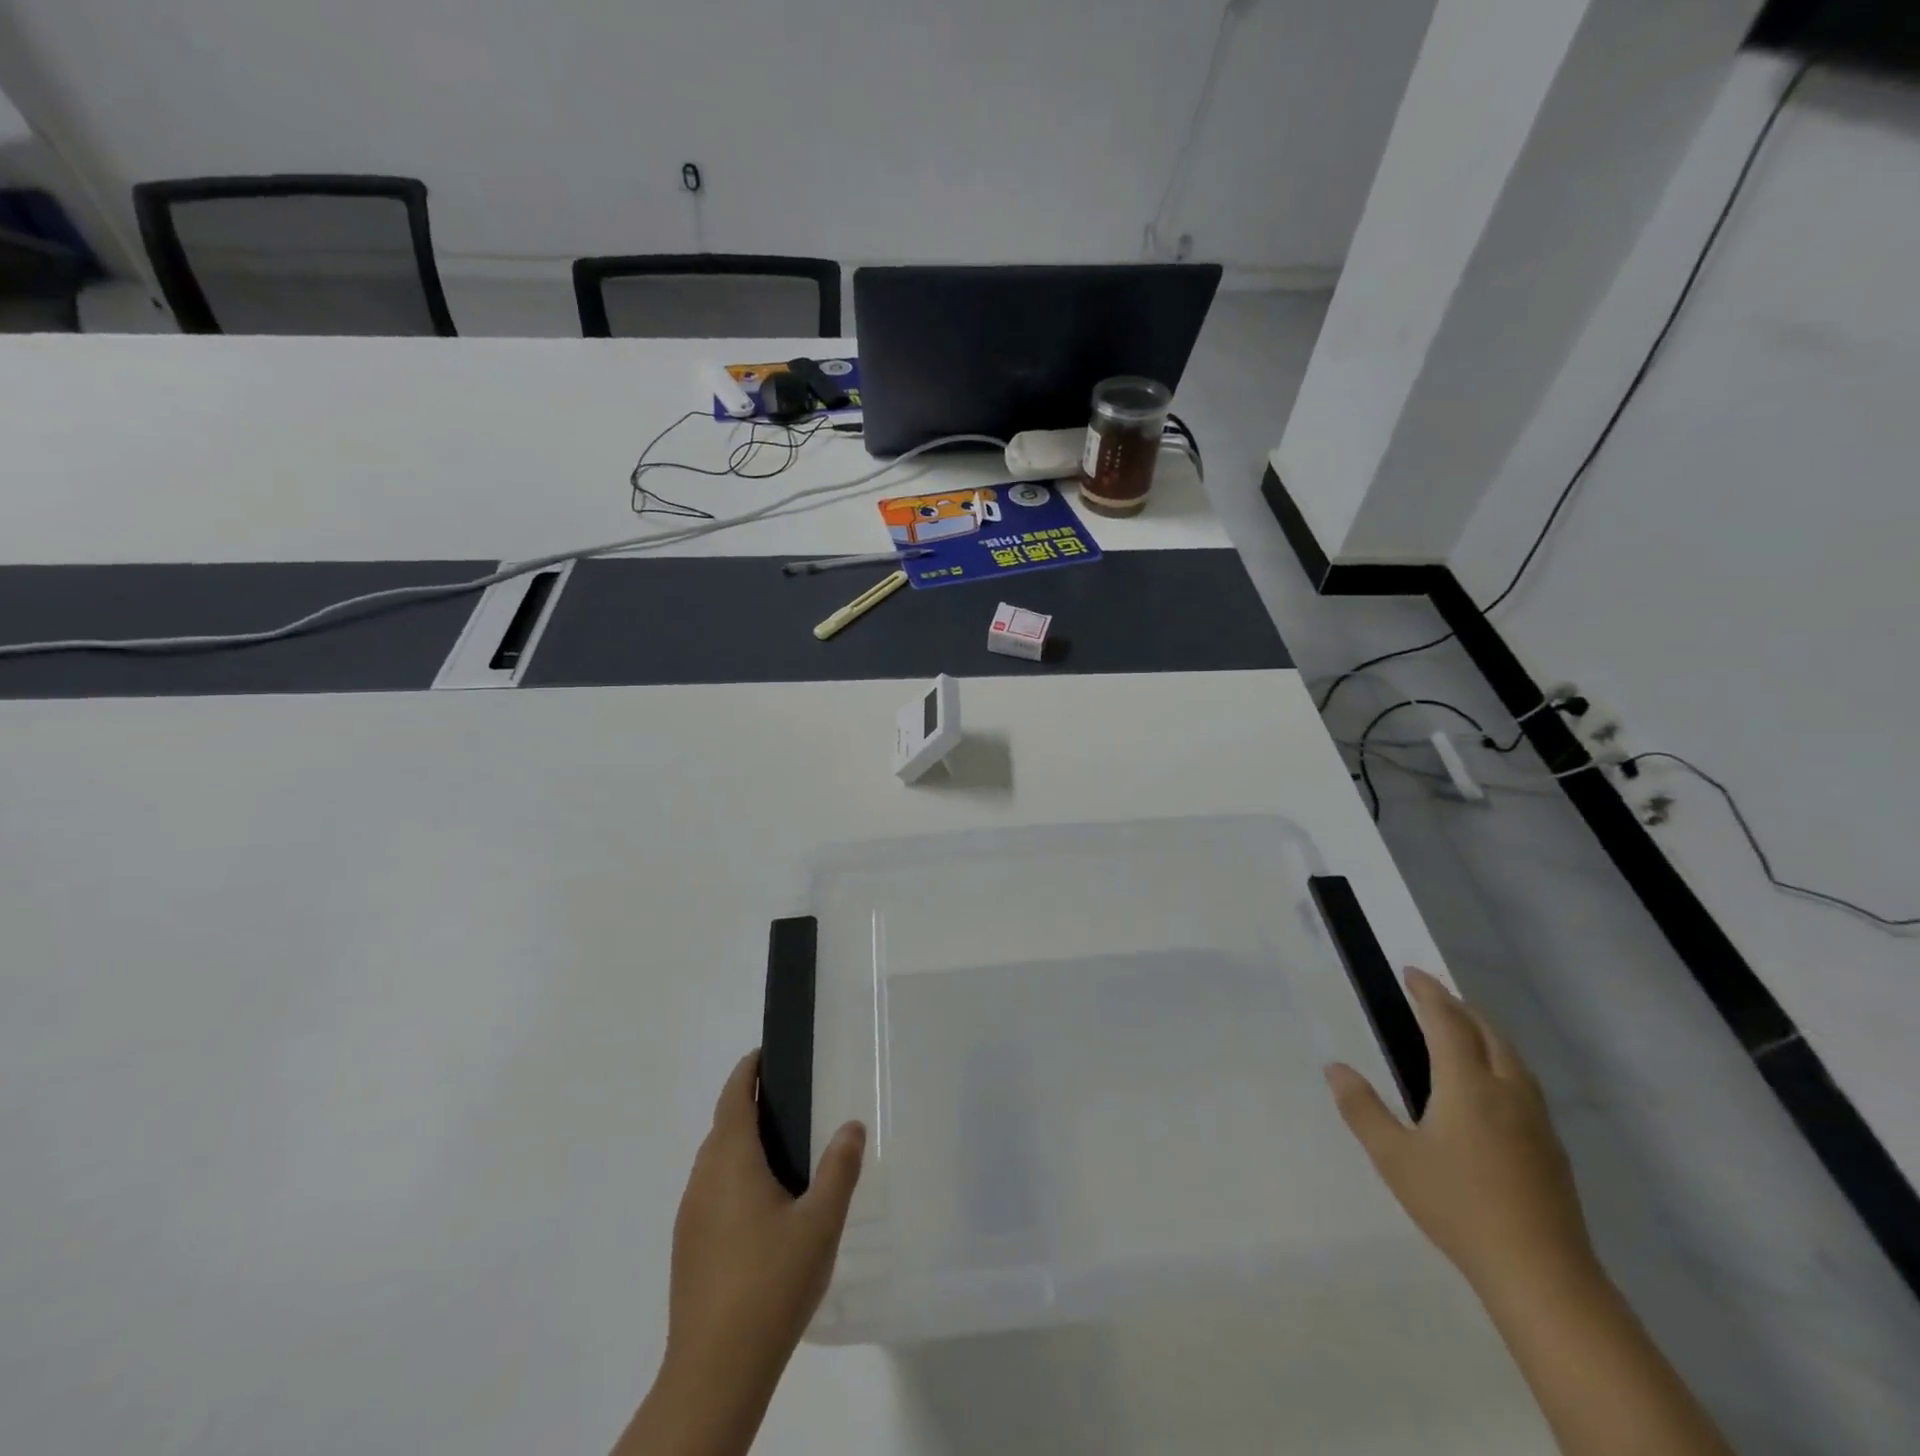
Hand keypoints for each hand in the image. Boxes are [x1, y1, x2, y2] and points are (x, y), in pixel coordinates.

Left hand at [617, 1052, 863, 1455]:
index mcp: (731, 1160)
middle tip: (790, 1101)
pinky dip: (734, 1177)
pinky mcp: (688, 1248)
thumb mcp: (820, 1222)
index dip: (748, 1071)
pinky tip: (762, 1207)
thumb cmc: (771, 1284)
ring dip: (741, 1144)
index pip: (734, 1097)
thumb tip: (851, 1125)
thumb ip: (838, 1168)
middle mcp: (703, 1179)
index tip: (767, 1054)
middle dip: (749, 1106)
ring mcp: (690, 1215)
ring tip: (782, 1151)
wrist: (714, 1372)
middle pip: (723, 1126)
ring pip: (715, 1161)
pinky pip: (711, 1192)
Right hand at [1324, 968, 1594, 1301]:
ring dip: (1485, 1031)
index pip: (1447, 1021)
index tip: (1411, 972)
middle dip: (1459, 1006)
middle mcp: (1506, 1090)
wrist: (1542, 1274)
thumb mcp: (1393, 1157)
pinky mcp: (1551, 1146)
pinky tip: (1492, 1084)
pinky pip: (1524, 1081)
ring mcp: (1536, 1119)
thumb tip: (1335, 1067)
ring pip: (1512, 1056)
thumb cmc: (1458, 1206)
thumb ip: (1361, 1108)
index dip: (1429, 992)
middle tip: (1432, 995)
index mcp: (1467, 1084)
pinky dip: (1502, 1060)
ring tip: (1462, 1028)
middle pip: (1487, 1031)